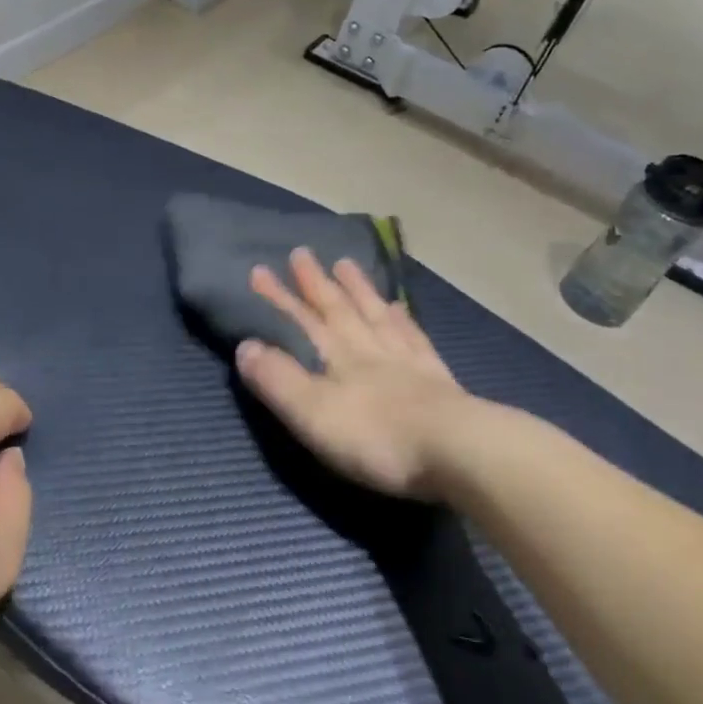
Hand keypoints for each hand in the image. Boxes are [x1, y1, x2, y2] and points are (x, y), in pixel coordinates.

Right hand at [237, 248, 477, 498]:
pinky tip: (397, 307)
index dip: (277, 297)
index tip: (259, 269)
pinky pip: (411, 336)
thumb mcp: (312, 413)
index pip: (298, 320)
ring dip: (356, 289)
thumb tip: (245, 345)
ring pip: (373, 313)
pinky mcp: (434, 376)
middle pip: (336, 308)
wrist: (457, 451)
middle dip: (315, 282)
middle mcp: (367, 347)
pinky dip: (400, 318)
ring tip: (345, 263)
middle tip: (301, 252)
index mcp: (334, 356)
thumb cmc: (375, 437)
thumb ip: (277, 379)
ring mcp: (403, 358)